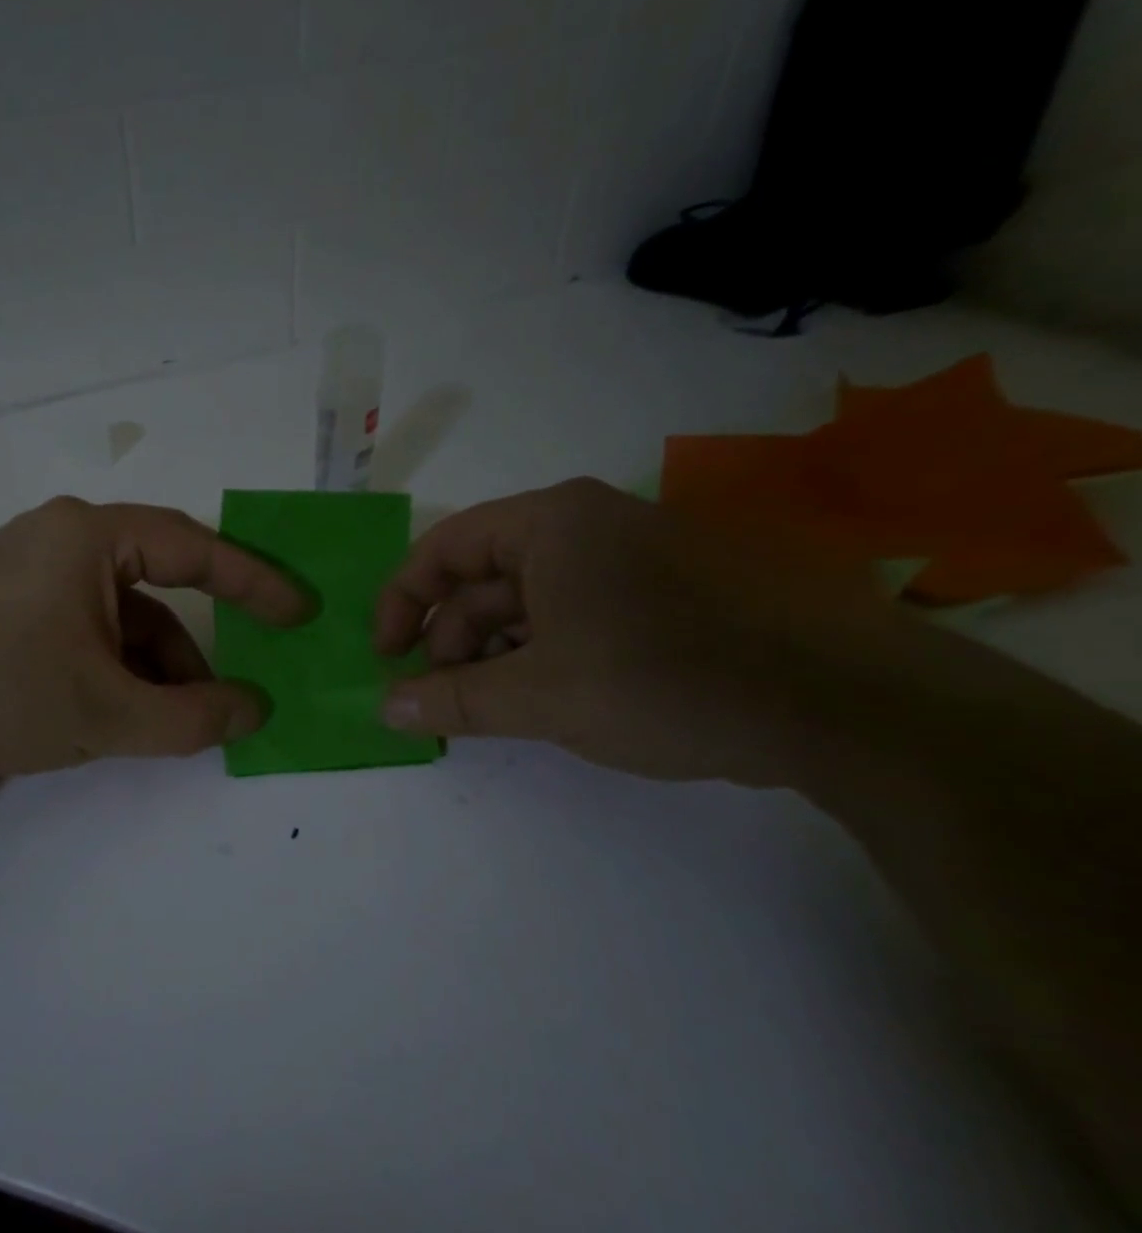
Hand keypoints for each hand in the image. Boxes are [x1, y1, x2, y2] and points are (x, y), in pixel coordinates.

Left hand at [0, 497, 307, 785]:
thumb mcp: (108, 714)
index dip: (256, 583)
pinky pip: (88, 626)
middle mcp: (62, 537)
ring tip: (170, 724)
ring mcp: (31, 570)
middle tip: (232, 690)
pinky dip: (116, 666)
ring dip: (154, 667)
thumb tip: (256, 710)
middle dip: (194, 646)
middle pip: (159, 584)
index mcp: (88, 535)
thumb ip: (194, 718)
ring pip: (122, 614)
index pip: (196, 549)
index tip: (301, 613)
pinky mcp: (11, 605)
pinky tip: (122, 713)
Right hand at [375, 478, 918, 784]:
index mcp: (553, 523)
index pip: (443, 548)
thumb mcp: (541, 697)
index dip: (401, 604)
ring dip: (497, 653)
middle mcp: (591, 524)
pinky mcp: (671, 591)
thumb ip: (452, 702)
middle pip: (486, 577)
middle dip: (452, 640)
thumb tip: (384, 709)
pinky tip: (551, 699)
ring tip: (493, 709)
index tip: (387, 659)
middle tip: (442, 702)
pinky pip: (580, 613)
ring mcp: (636, 555)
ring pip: (534, 601)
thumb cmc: (668, 681)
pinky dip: (547, 653)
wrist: (847, 704)